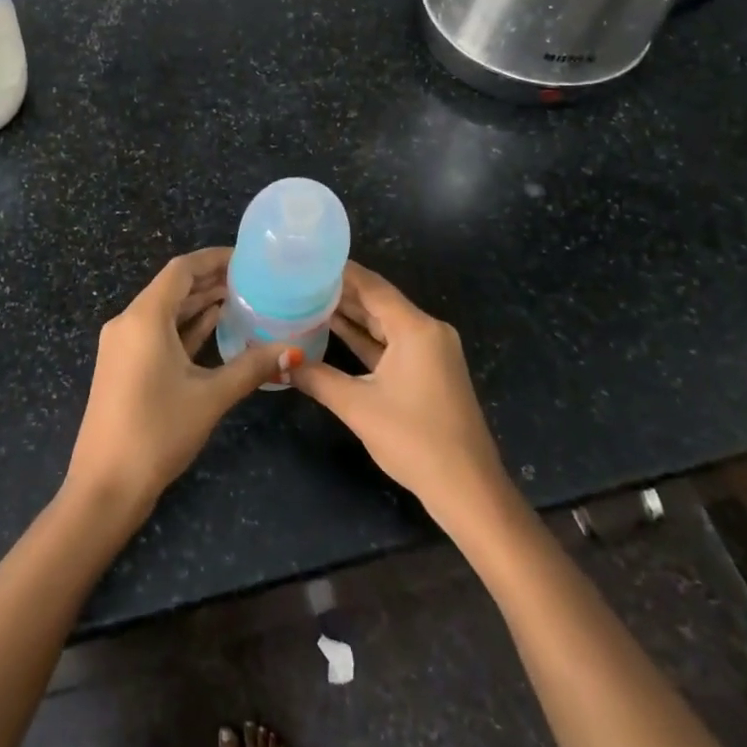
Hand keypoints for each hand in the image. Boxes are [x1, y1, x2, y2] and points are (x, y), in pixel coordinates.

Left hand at [63, 248, 298, 519]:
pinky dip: (186, 328)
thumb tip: (293, 350)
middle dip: (211, 281)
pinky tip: (217, 329)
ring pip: (166, 312)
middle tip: (255, 280)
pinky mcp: (124, 366)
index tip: (248, 259)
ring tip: (244, 299)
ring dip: (200, 304)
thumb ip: (251, 367)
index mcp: (144, 318)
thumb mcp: (210, 397)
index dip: (214, 259)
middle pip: (173, 288)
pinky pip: (158, 334)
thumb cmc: (157, 432)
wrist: (106, 485)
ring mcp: (123, 345)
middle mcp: (128, 322)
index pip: (181, 269)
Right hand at [289, 263, 509, 523]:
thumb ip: (316, 378)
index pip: (372, 286)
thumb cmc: (414, 440)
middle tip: (299, 279)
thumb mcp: (358, 406)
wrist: (466, 488)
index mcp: (416, 328)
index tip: (307, 259)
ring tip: (308, 299)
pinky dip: (365, 339)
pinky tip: (334, 332)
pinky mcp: (428, 372)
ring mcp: (430, 352)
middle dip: (341, 292)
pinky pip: (391, 344)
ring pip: (384, 323)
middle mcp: (427, 331)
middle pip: (379, 302)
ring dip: (351, 315)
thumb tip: (279, 362)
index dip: (340, 271)